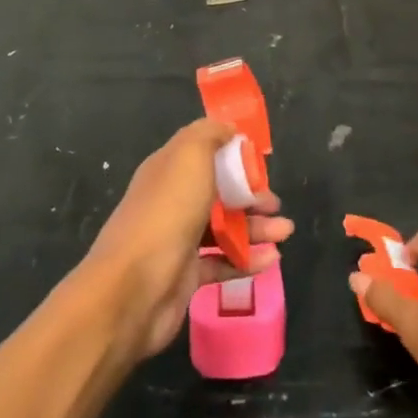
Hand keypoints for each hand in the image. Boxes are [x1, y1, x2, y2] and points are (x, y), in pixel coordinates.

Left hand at [88, 118, 292, 359]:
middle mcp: (172, 201)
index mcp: (168, 169)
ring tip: (285, 232)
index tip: (260, 161)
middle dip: (251, 195)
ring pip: (224, 228)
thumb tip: (227, 128)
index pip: (204, 154)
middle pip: (218, 192)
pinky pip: (223, 262)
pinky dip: (247, 260)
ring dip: (256, 228)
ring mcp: (178, 240)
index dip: (232, 155)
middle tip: (275, 204)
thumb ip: (209, 134)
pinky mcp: (186, 276)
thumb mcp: (189, 156)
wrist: (133, 289)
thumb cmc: (166, 213)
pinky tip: (271, 260)